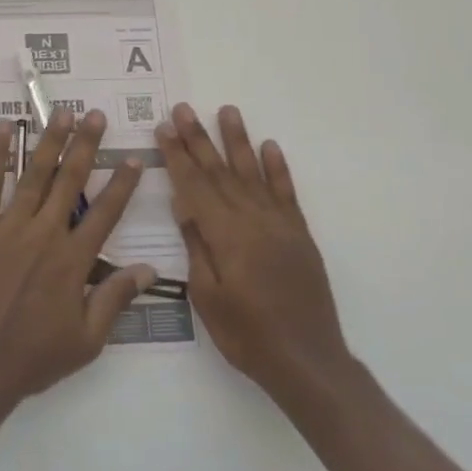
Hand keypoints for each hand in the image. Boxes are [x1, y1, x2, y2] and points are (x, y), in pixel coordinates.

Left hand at [0, 108, 155, 405]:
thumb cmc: (33, 356)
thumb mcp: (87, 340)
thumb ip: (115, 299)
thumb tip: (148, 270)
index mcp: (74, 260)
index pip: (106, 213)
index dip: (122, 184)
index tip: (133, 158)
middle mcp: (45, 233)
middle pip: (71, 180)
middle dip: (86, 145)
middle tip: (96, 116)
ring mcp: (9, 227)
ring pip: (35, 174)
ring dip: (50, 141)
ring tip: (62, 112)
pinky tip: (5, 129)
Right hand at [158, 103, 349, 400]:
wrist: (308, 361)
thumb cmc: (247, 335)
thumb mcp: (208, 297)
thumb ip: (197, 246)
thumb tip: (183, 204)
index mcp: (226, 235)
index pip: (194, 185)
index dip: (177, 155)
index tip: (164, 128)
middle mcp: (253, 219)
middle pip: (219, 171)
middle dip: (199, 138)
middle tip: (183, 109)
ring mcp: (279, 224)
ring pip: (253, 172)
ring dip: (238, 140)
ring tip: (227, 110)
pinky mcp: (299, 233)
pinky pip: (286, 192)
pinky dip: (278, 168)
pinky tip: (270, 146)